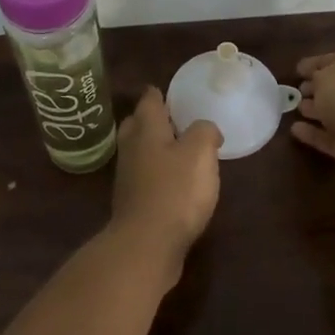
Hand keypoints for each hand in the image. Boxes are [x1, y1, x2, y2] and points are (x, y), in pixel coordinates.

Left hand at [108, 88, 221, 270]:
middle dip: (150, 119)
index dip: (159, 93)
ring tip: (178, 150)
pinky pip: (144, 177)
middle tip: (172, 118)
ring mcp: (128, 177)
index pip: (149, 101)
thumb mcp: (200, 152)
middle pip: (137, 125)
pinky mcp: (133, 203)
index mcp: (147, 130)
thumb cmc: (175, 191)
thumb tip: (205, 130)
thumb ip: (204, 132)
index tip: (168, 90)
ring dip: (153, 147)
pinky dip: (156, 173)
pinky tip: (173, 182)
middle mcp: (132, 149)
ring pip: (139, 151)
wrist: (147, 244)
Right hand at [291, 49, 334, 194]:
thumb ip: (317, 77)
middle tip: (297, 91)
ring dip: (318, 111)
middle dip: (319, 88)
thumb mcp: (326, 76)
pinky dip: (316, 134)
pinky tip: (296, 130)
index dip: (316, 63)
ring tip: (295, 109)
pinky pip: (334, 137)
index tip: (298, 69)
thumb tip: (317, 83)